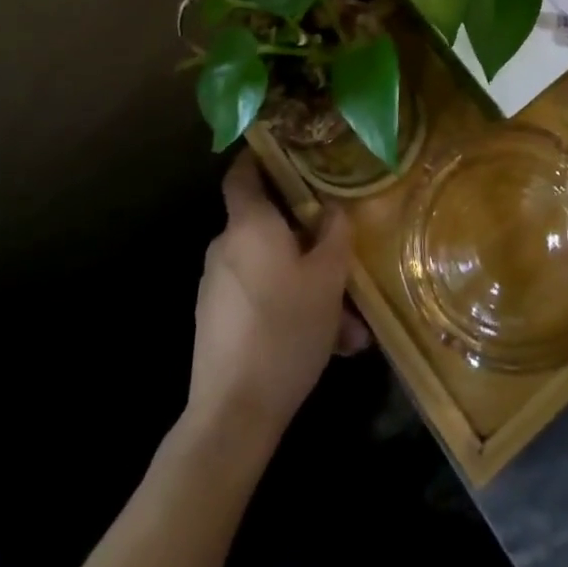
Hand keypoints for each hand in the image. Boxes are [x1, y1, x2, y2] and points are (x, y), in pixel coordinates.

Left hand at [186, 152, 368, 445]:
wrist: (233, 415)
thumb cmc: (285, 329)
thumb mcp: (328, 278)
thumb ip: (335, 234)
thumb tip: (333, 210)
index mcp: (249, 225)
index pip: (243, 172)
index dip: (261, 156)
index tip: (289, 151)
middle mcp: (226, 247)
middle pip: (269, 225)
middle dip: (309, 240)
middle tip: (345, 258)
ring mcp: (217, 287)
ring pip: (272, 269)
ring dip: (309, 285)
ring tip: (350, 325)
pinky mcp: (217, 322)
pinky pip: (261, 299)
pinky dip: (291, 309)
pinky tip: (328, 345)